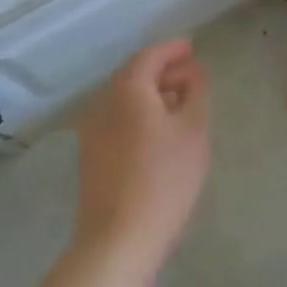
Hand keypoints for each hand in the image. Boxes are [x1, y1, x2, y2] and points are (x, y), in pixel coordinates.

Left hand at [76, 40, 209, 271]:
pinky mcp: (91, 159)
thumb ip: (195, 92)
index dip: (172, 49)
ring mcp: (92, 133)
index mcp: (128, 91)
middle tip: (191, 77)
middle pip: (134, 76)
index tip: (192, 47)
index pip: (149, 56)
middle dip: (163, 72)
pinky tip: (158, 135)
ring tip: (179, 106)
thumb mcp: (193, 130)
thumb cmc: (164, 179)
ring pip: (125, 102)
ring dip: (152, 96)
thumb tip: (192, 72)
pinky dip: (139, 117)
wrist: (118, 239)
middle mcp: (103, 105)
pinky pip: (118, 123)